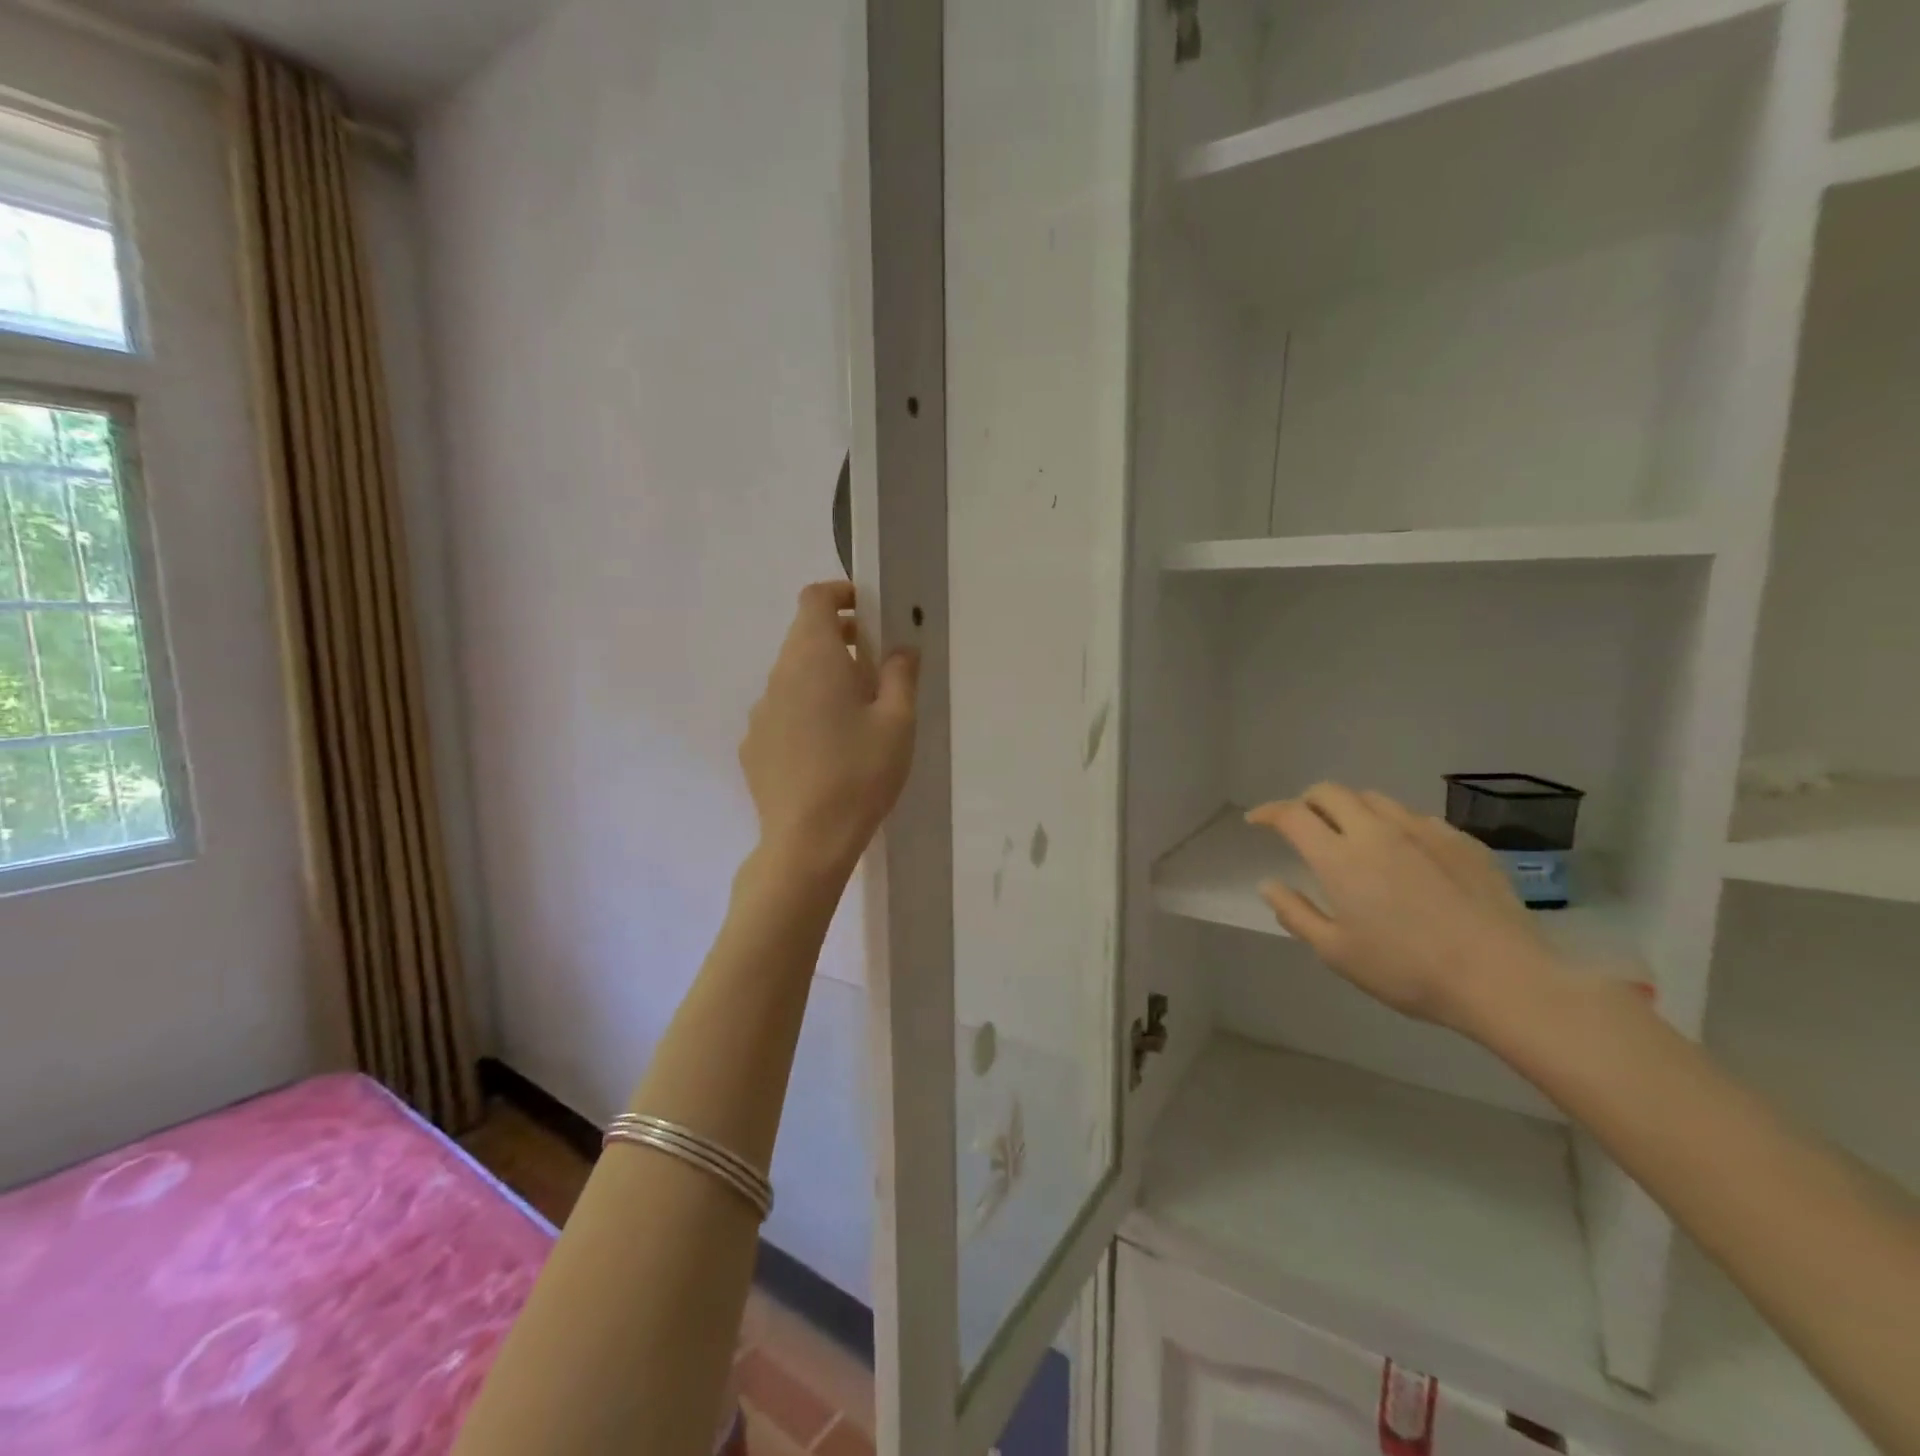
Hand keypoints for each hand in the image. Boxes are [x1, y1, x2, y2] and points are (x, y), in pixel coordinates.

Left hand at [741, 582, 918, 882]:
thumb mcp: (897, 722)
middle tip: (876, 669)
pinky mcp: (753, 746)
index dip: (840, 595)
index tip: (868, 613)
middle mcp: (778, 677)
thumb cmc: (860, 773)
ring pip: (792, 678)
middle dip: (839, 641)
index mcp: (814, 659)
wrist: (807, 842)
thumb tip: (901, 648)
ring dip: (822, 680)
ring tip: (855, 718)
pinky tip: (826, 752)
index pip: (814, 599)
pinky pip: (781, 713)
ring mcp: (760, 713)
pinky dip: (804, 714)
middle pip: (803, 638)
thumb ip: (901, 675)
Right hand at [1245, 784, 1561, 1038]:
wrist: (1503, 979)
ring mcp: (1423, 830)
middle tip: (1302, 825)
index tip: (1257, 821)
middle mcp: (1376, 831)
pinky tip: (1403, 855)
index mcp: (1339, 858)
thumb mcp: (1336, 953)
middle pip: (1330, 792)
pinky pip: (1414, 817)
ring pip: (1373, 798)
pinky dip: (1393, 825)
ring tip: (1351, 836)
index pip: (1292, 815)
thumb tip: (1269, 884)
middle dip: (1307, 801)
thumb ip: (1296, 913)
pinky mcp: (1461, 840)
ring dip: (1350, 809)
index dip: (1268, 812)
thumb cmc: (1408, 971)